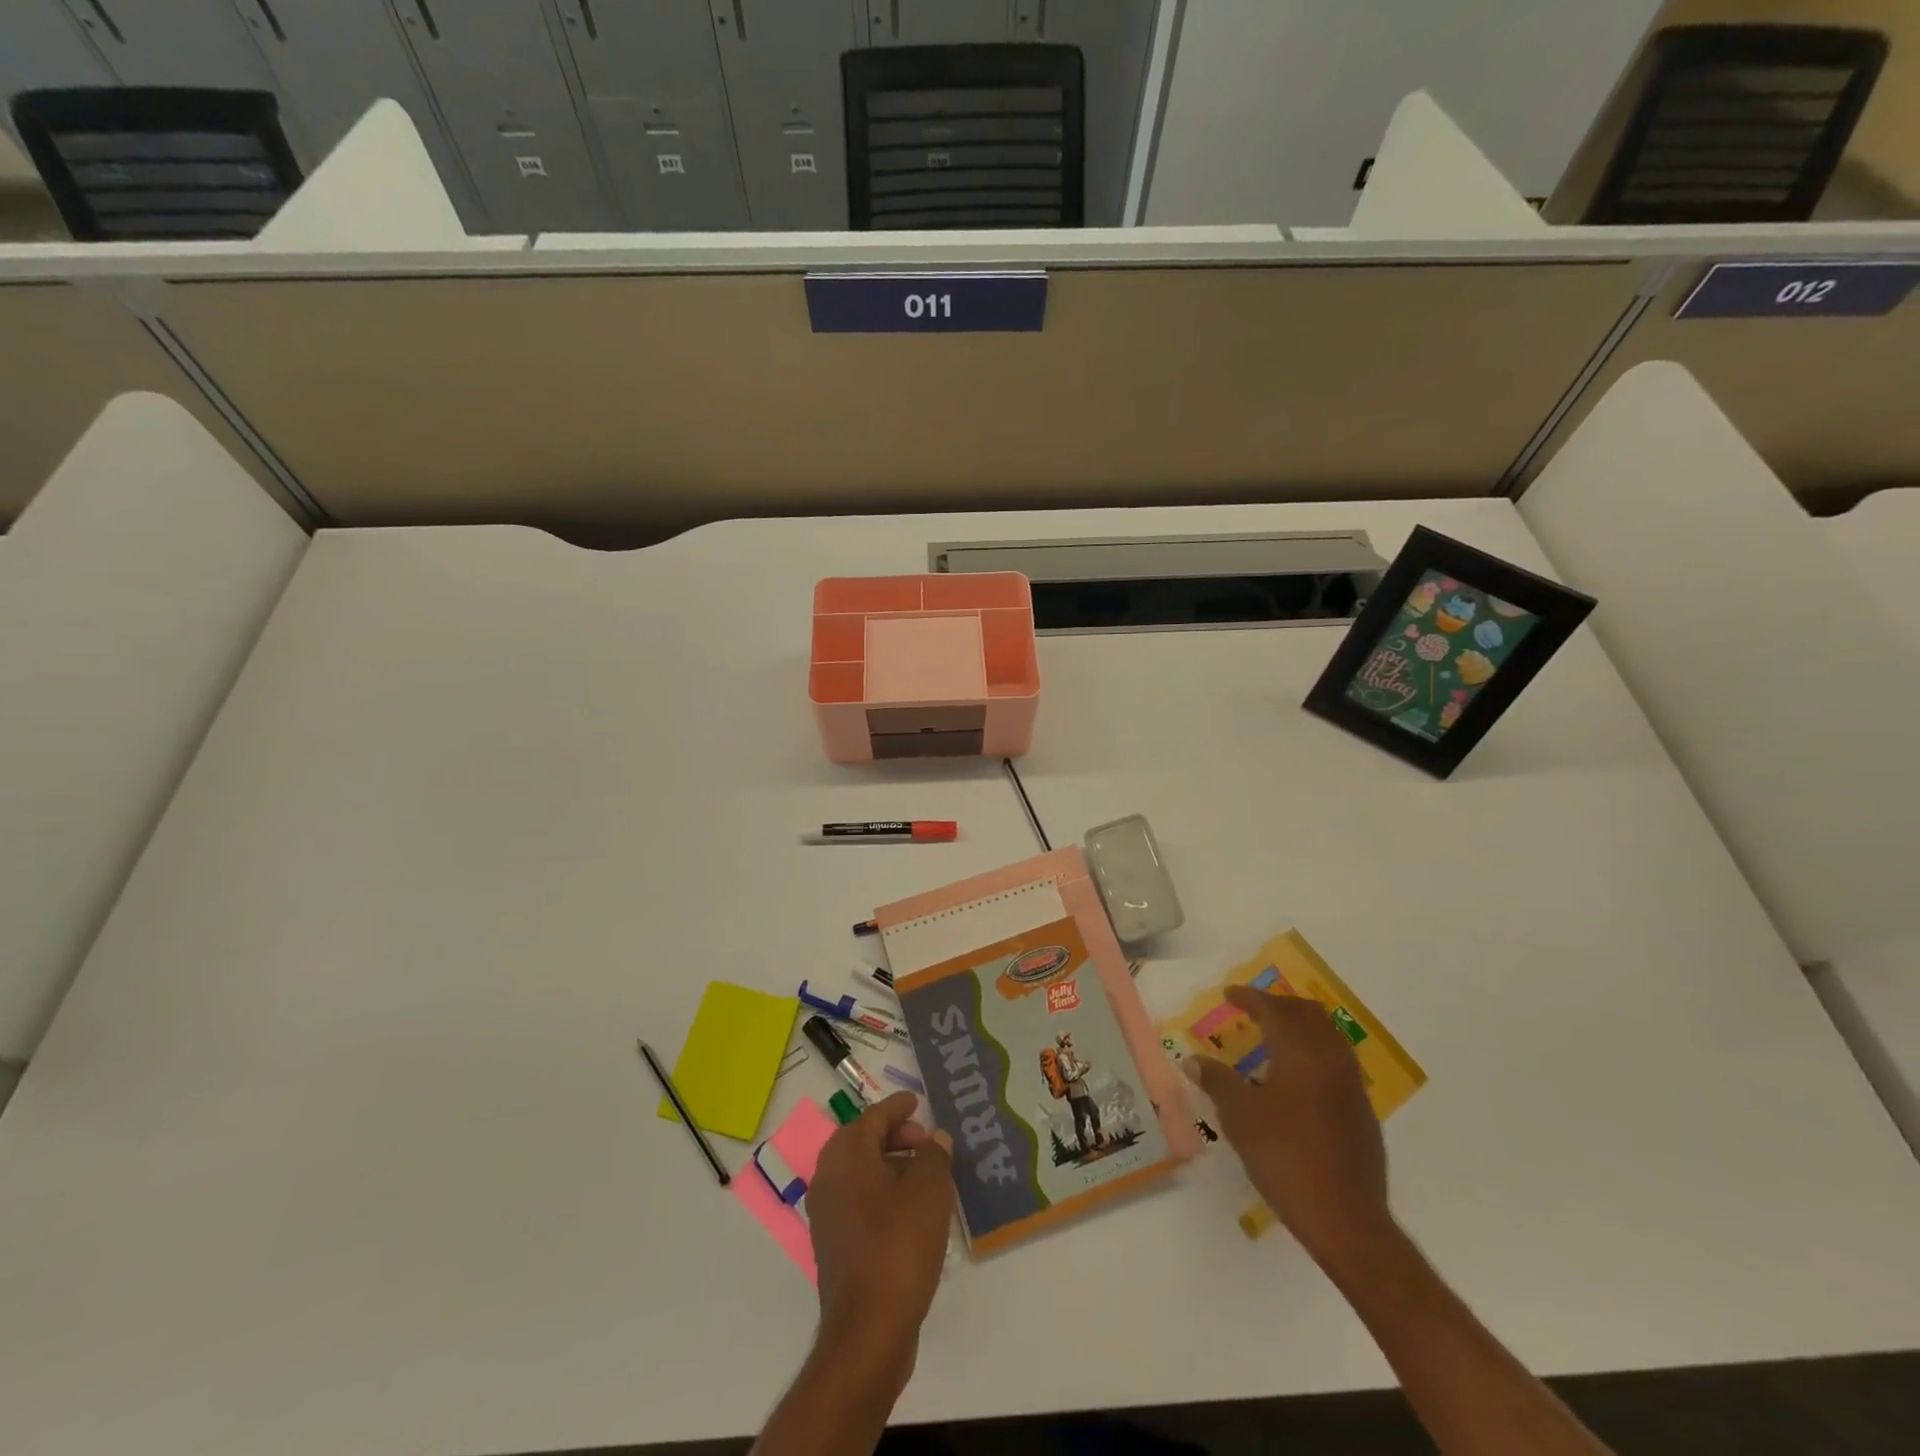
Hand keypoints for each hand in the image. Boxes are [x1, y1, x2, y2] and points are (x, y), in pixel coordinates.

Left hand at [806, 1091, 953, 1382]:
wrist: (868, 1330)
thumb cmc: (899, 1245)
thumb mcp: (929, 1190)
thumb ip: (934, 1155)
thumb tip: (935, 1140)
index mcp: (846, 1155)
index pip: (873, 1116)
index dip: (898, 1106)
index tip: (917, 1101)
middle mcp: (828, 1177)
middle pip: (863, 1141)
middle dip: (895, 1135)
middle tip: (926, 1140)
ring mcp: (827, 1214)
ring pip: (861, 1172)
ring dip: (891, 1165)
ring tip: (926, 1174)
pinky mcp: (834, 1244)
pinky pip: (859, 1200)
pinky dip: (883, 1193)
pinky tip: (911, 1210)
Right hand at [1183, 986, 1392, 1269]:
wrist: (1347, 1220)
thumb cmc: (1286, 1159)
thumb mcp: (1240, 1118)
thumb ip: (1217, 1082)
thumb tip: (1193, 1060)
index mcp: (1301, 1054)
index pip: (1275, 1010)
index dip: (1250, 997)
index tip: (1229, 994)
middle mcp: (1331, 1060)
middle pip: (1309, 1014)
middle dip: (1280, 1005)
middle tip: (1254, 1009)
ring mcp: (1352, 1086)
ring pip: (1329, 1036)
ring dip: (1301, 1026)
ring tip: (1276, 1036)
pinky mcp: (1363, 1112)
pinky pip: (1338, 1061)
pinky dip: (1316, 1051)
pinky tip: (1298, 1076)